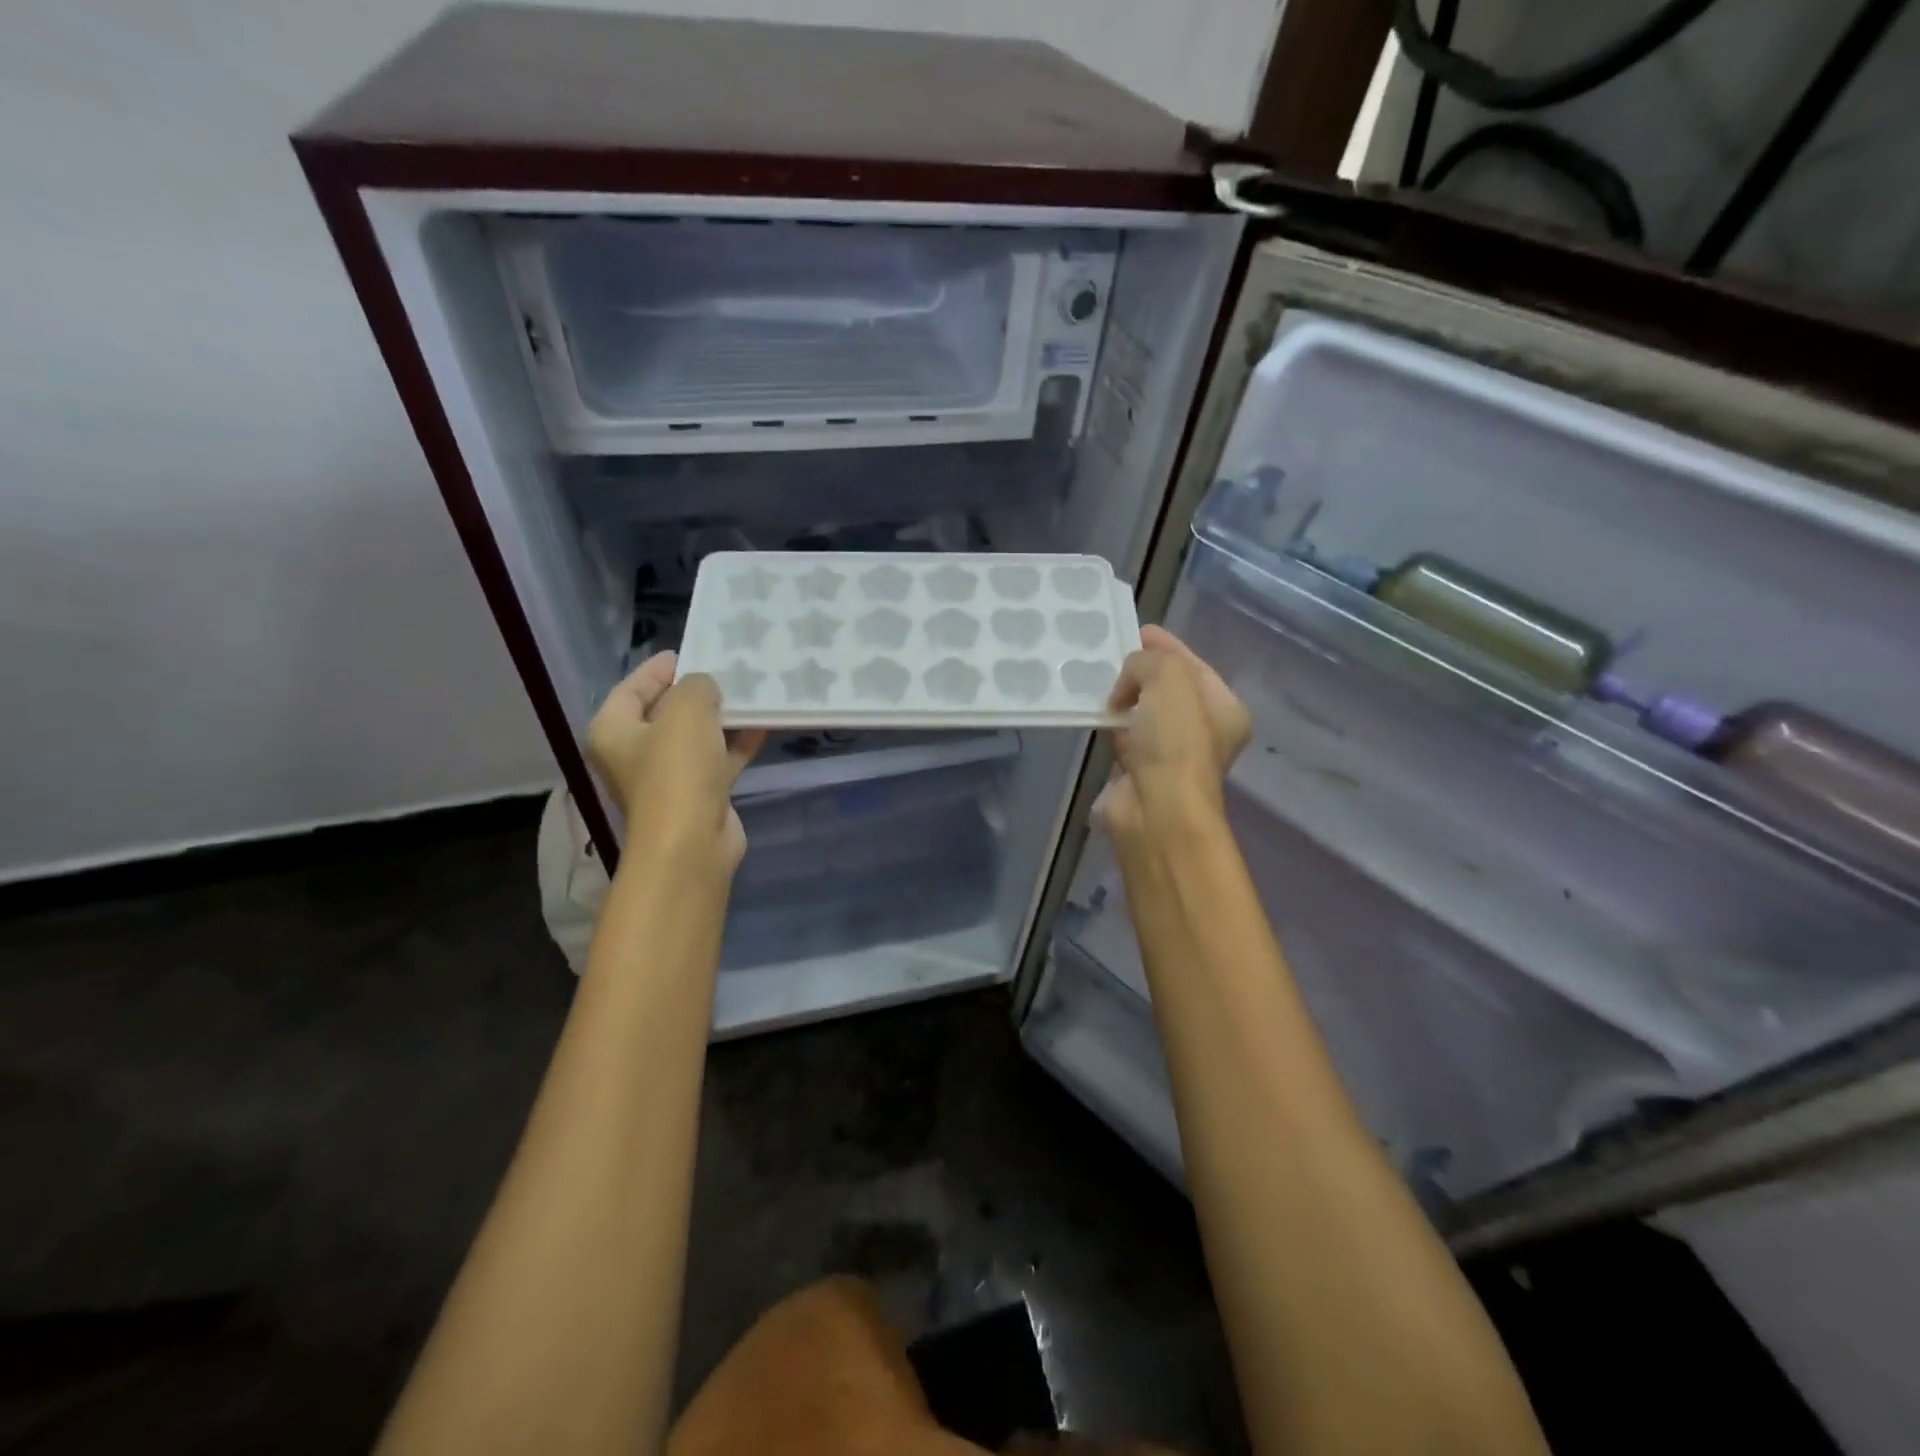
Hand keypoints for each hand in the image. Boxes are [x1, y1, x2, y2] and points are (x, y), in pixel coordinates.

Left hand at [587, 652, 766, 872]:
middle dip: (696, 692)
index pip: (632, 688)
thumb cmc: (677, 770)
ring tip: (750, 692)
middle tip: (725, 669)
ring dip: (721, 717)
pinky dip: (737, 743)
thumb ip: (697, 686)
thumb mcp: (687, 710)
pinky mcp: (699, 795)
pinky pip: (719, 759)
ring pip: (696, 737)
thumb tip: (705, 688)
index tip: (690, 651)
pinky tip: (764, 724)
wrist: (693, 842)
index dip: (658, 668)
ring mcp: (668, 777)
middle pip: (665, 712)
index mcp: (614, 730)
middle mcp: (635, 753)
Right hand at [1096, 625, 1250, 840]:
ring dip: (1124, 698)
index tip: (1136, 631)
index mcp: (1224, 708)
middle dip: (1142, 671)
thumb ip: (1148, 661)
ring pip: (1144, 713)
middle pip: (1169, 688)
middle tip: (1111, 654)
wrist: (1156, 808)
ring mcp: (1171, 753)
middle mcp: (1203, 731)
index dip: (1166, 646)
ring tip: (1096, 678)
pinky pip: (1124, 736)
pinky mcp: (1140, 770)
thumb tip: (1126, 682)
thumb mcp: (1169, 679)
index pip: (1193, 665)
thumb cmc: (1174, 741)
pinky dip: (1111, 724)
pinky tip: (1094, 711)